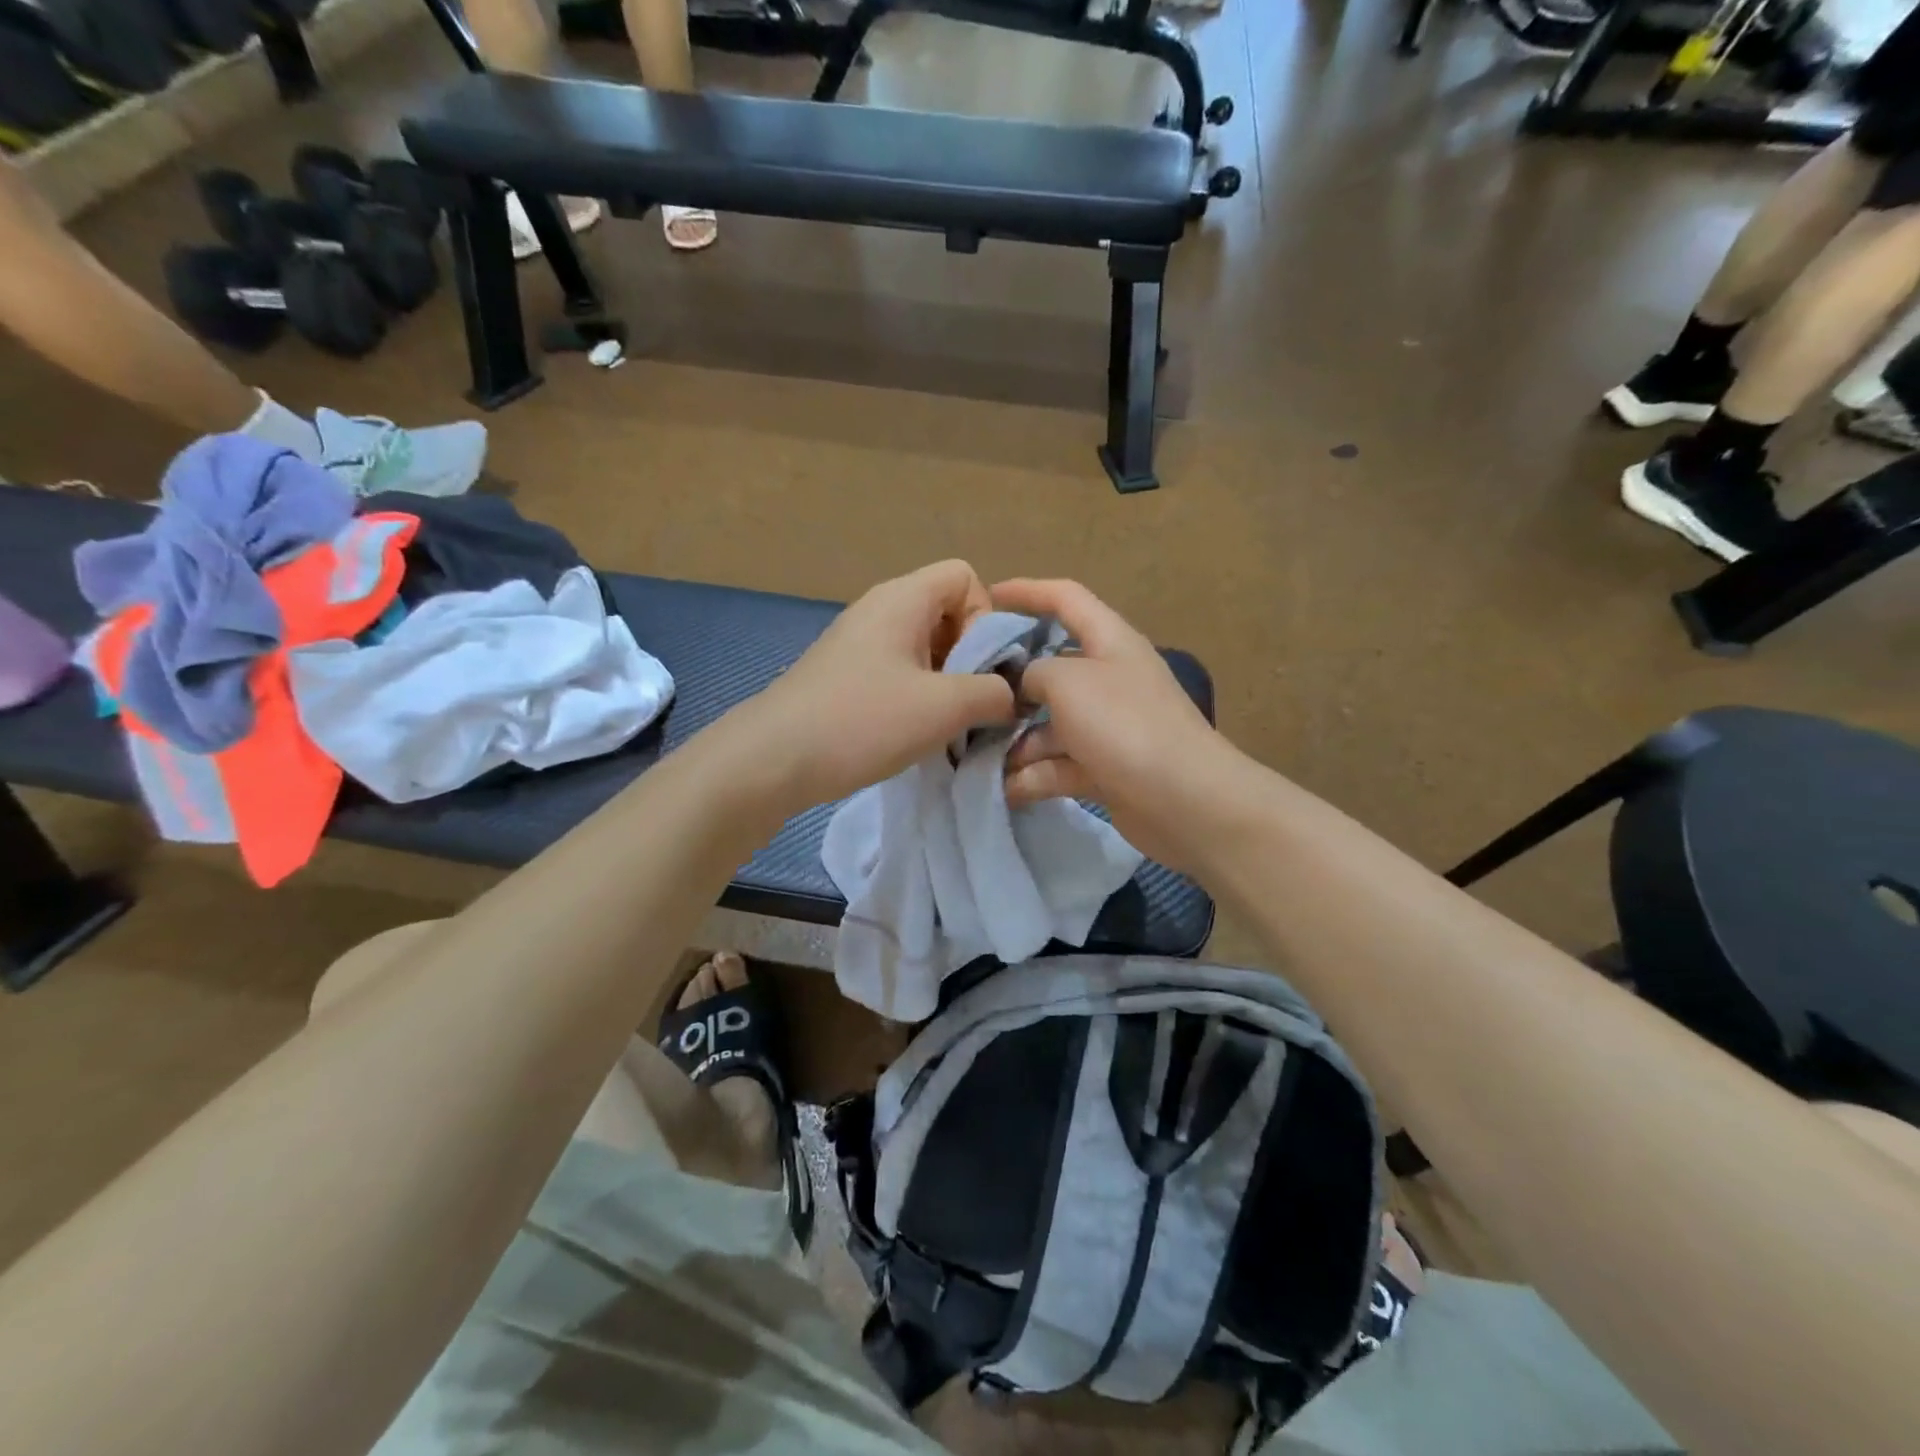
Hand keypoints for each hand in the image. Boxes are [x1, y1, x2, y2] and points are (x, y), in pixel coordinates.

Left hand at [744, 560, 1016, 810]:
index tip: (979, 667)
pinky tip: (912, 733)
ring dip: (945, 683)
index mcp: (902, 598)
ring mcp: (858, 643)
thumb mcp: (944, 707)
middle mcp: (879, 610)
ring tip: (943, 725)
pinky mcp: (844, 675)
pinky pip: (898, 671)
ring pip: (924, 648)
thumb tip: (1010, 695)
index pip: (965, 577)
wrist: (772, 760)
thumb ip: (993, 693)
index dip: (986, 617)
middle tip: (966, 702)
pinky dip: (917, 697)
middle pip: (947, 612)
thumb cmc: (862, 721)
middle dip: (970, 657)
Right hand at [994, 578, 1240, 871]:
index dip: (1027, 591)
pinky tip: (1003, 790)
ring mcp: (1107, 727)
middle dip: (1009, 684)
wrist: (1186, 800)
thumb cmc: (1125, 724)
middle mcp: (1108, 679)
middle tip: (966, 696)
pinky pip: (1058, 764)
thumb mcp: (1068, 681)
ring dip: (1015, 742)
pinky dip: (1033, 775)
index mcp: (1110, 641)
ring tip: (974, 758)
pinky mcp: (1104, 769)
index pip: (1066, 599)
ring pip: (1049, 725)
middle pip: (1050, 668)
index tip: (987, 597)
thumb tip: (1022, 686)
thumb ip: (1033, 672)